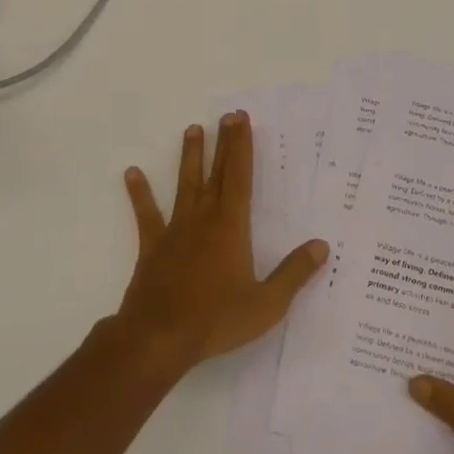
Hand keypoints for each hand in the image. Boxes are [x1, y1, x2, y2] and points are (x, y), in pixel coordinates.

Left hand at [110, 111, 329, 377]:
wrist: (158, 337)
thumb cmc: (216, 319)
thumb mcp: (267, 303)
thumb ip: (294, 273)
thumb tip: (321, 246)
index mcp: (231, 227)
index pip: (239, 178)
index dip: (242, 147)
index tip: (241, 120)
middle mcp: (203, 220)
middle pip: (215, 174)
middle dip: (223, 144)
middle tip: (226, 116)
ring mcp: (175, 231)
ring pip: (184, 185)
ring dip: (189, 158)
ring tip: (192, 130)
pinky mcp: (152, 247)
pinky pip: (147, 214)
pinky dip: (140, 194)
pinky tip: (132, 174)